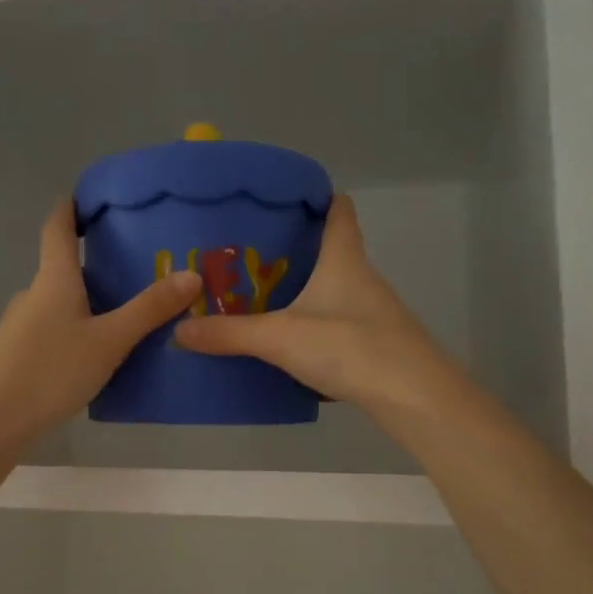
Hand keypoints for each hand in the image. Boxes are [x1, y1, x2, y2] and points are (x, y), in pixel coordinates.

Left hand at [0, 201, 202, 492]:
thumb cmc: (50, 372)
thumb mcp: (108, 342)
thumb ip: (148, 310)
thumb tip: (192, 273)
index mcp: (53, 280)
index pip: (57, 226)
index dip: (72, 206)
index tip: (91, 195)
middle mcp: (33, 294)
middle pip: (64, 268)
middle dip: (98, 264)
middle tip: (140, 268)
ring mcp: (20, 326)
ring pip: (61, 304)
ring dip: (90, 303)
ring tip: (129, 315)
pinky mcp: (17, 356)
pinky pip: (55, 331)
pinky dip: (78, 330)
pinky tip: (99, 355)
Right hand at [175, 195, 457, 419]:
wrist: (412, 396)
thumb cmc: (350, 346)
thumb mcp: (280, 338)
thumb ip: (230, 333)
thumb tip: (180, 329)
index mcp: (344, 259)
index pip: (338, 210)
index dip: (317, 197)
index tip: (283, 199)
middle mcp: (362, 277)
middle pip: (332, 249)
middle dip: (294, 248)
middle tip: (249, 253)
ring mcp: (372, 312)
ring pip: (334, 288)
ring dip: (304, 288)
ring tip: (260, 296)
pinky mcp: (375, 343)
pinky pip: (337, 321)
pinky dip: (314, 322)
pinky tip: (288, 341)